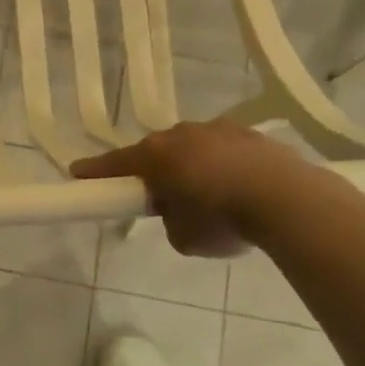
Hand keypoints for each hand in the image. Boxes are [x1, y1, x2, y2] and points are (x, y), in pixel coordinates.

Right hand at [70, 120, 318, 256]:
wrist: (288, 200)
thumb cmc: (222, 219)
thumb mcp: (183, 236)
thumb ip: (169, 220)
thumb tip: (179, 210)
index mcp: (156, 155)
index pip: (115, 164)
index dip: (95, 171)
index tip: (77, 173)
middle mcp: (182, 133)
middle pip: (157, 152)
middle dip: (156, 172)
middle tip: (162, 200)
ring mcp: (219, 129)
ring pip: (194, 148)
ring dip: (193, 167)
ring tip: (211, 198)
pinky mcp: (252, 134)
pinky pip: (225, 151)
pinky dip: (224, 167)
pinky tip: (240, 190)